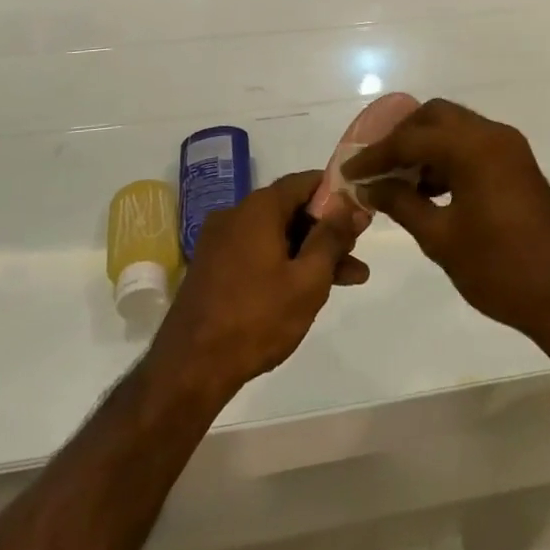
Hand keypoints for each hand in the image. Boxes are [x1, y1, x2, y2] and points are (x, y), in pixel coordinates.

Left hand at [152, 171, 367, 396]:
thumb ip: (332, 237)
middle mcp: (236, 214)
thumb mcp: (307, 279)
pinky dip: (284, 263)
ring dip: (310, 253)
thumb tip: (351, 204)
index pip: (305, 182)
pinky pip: (257, 252)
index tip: (360, 212)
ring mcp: (220, 241)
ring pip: (276, 236)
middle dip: (327, 231)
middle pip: (291, 210)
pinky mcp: (212, 267)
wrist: (189, 368)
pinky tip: (306, 289)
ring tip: (349, 280)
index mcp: (258, 207)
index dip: (337, 193)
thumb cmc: (256, 318)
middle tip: (358, 254)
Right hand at [340, 99, 549, 346]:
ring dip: (425, 147)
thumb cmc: (501, 268)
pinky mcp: (517, 165)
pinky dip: (447, 158)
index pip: (411, 138)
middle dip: (402, 137)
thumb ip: (401, 203)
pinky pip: (473, 146)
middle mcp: (492, 135)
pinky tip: (430, 191)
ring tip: (398, 182)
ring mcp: (509, 148)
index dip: (376, 155)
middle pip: (435, 117)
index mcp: (473, 146)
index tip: (349, 171)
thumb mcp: (441, 238)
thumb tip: (369, 187)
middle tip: (376, 167)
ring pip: (455, 129)